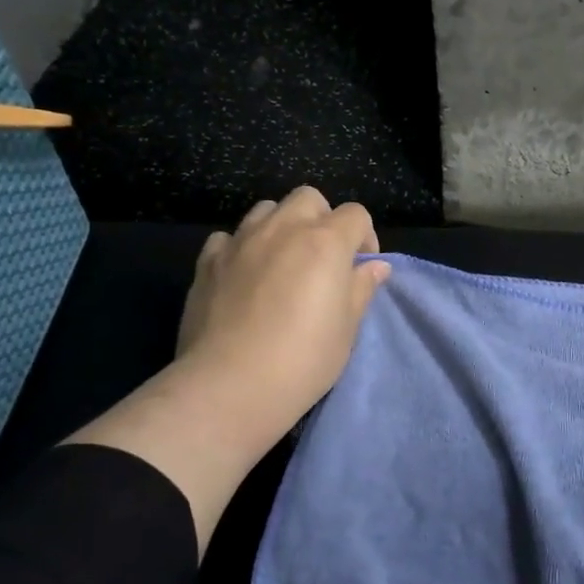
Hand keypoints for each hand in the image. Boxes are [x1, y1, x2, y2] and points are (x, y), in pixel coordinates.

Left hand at [174, 187, 390, 447]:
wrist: (231, 385)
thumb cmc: (304, 359)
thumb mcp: (347, 328)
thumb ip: (361, 289)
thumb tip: (376, 267)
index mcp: (325, 242)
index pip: (356, 215)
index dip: (365, 237)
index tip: (361, 267)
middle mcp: (282, 229)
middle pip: (308, 198)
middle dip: (322, 219)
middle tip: (323, 258)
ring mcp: (240, 241)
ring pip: (266, 209)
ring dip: (282, 226)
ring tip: (283, 262)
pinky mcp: (208, 261)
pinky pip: (229, 237)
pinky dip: (242, 248)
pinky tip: (244, 276)